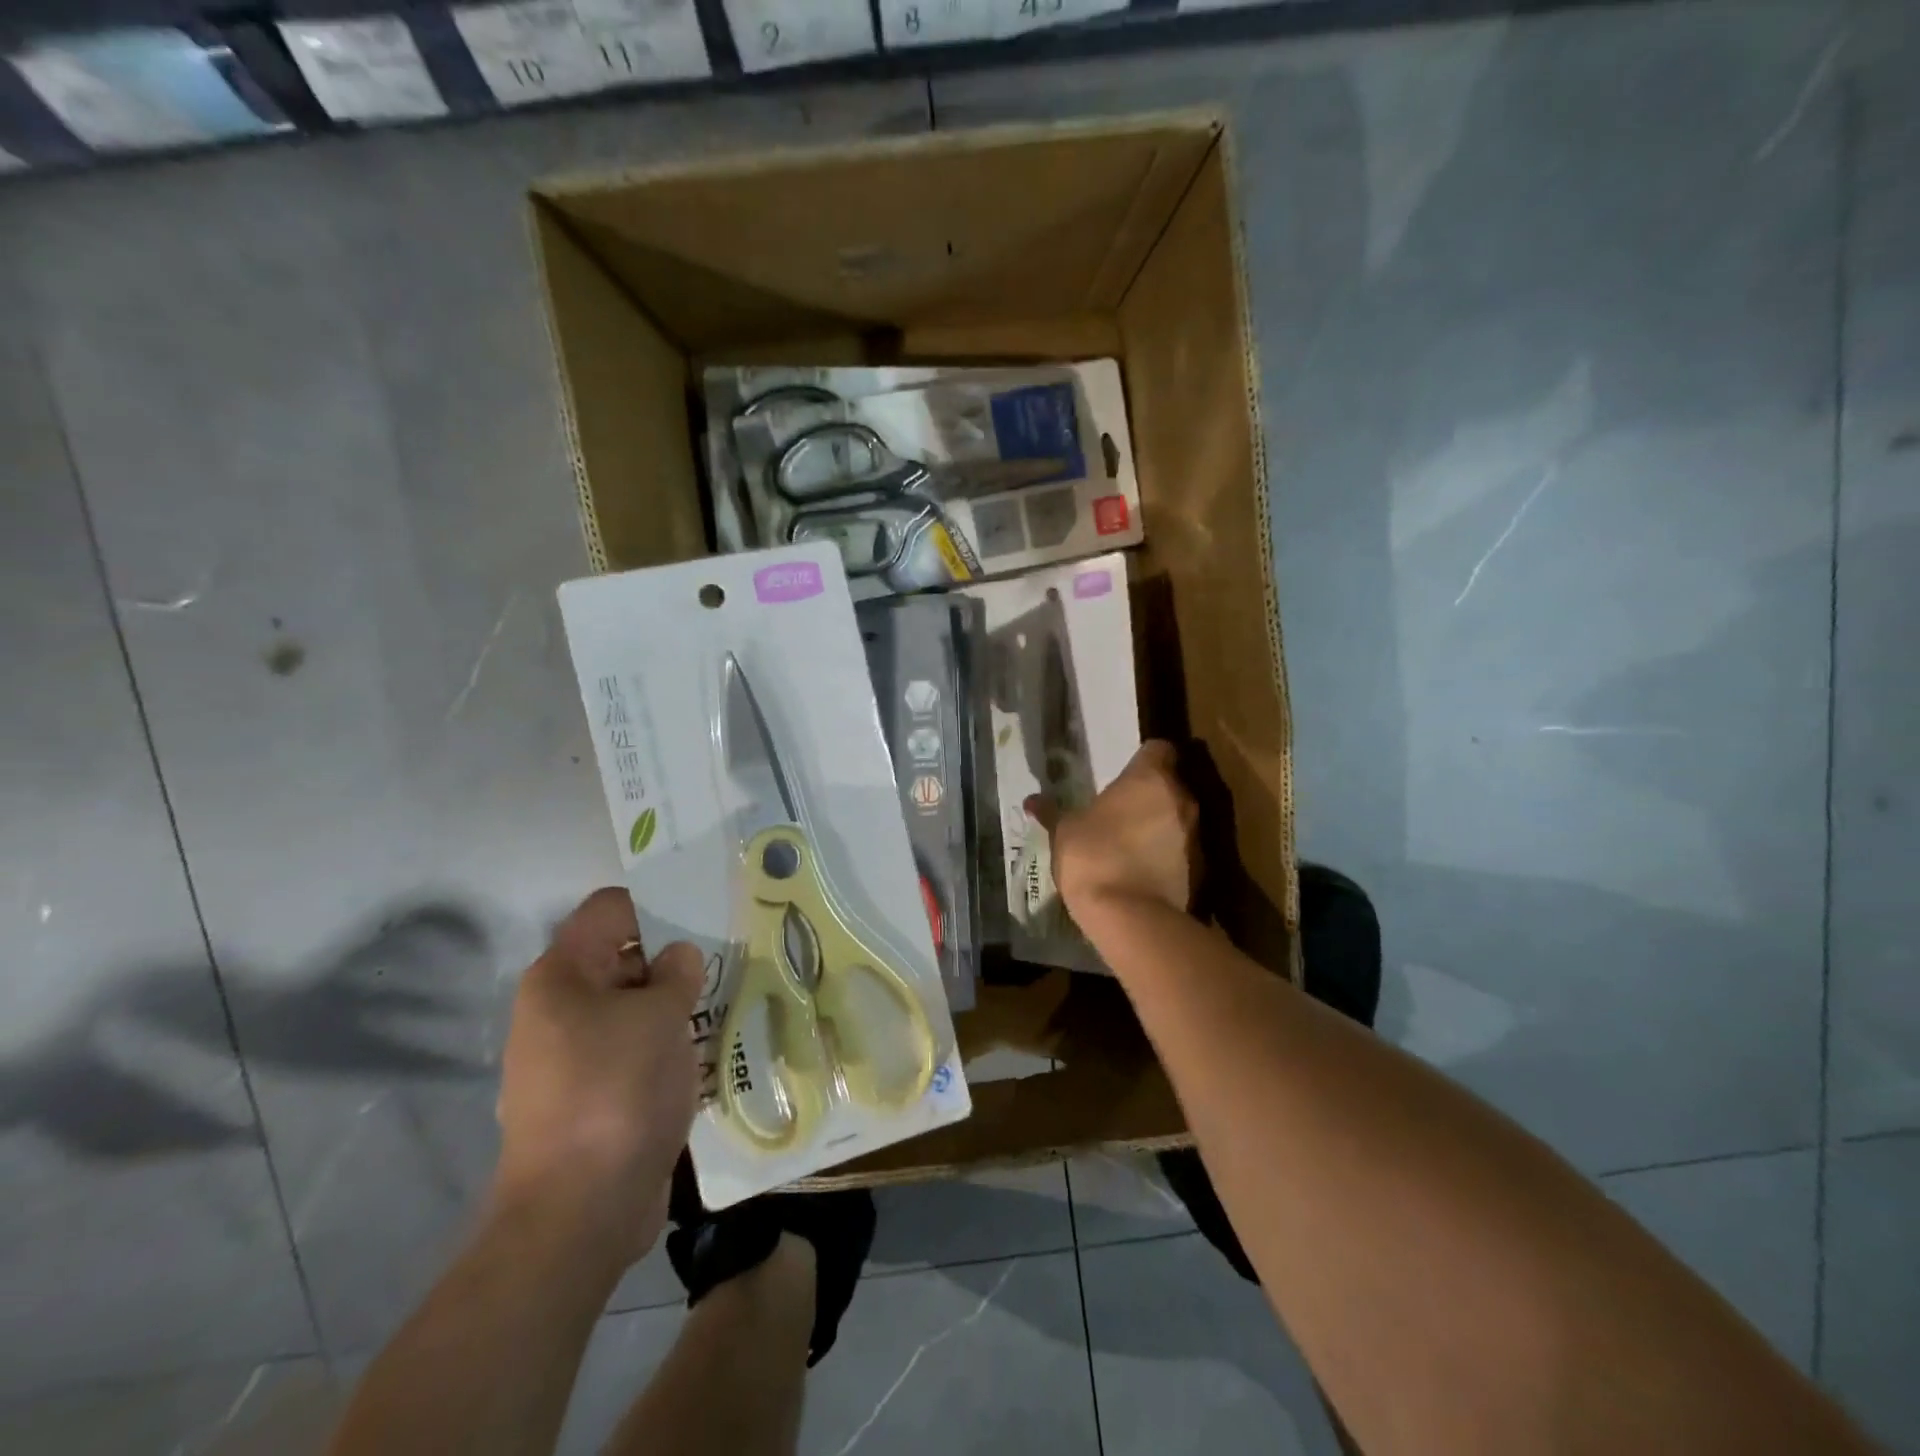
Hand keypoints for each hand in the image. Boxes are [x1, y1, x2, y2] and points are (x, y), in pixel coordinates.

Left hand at [493, 888, 704, 1263]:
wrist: (580, 1211)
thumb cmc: (617, 1090)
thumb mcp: (660, 1015)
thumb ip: (677, 972)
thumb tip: (679, 957)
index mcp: (561, 976)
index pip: (609, 910)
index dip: (656, 905)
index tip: (705, 915)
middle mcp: (557, 1009)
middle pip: (620, 957)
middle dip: (673, 956)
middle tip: (729, 957)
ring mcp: (571, 1056)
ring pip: (630, 1006)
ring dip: (673, 1003)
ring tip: (726, 1000)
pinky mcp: (591, 1095)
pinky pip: (632, 1049)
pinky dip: (664, 1043)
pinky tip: (705, 1049)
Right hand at [1027, 740, 1198, 919]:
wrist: (1131, 917)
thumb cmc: (1093, 857)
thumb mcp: (1064, 832)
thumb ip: (1052, 812)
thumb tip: (1032, 800)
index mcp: (1150, 778)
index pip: (1159, 749)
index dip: (1144, 758)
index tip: (1126, 771)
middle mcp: (1181, 798)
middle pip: (1171, 784)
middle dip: (1152, 794)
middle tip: (1124, 808)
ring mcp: (1196, 835)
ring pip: (1180, 818)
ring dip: (1162, 825)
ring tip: (1133, 842)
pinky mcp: (1202, 869)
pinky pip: (1183, 851)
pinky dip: (1169, 855)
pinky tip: (1145, 870)